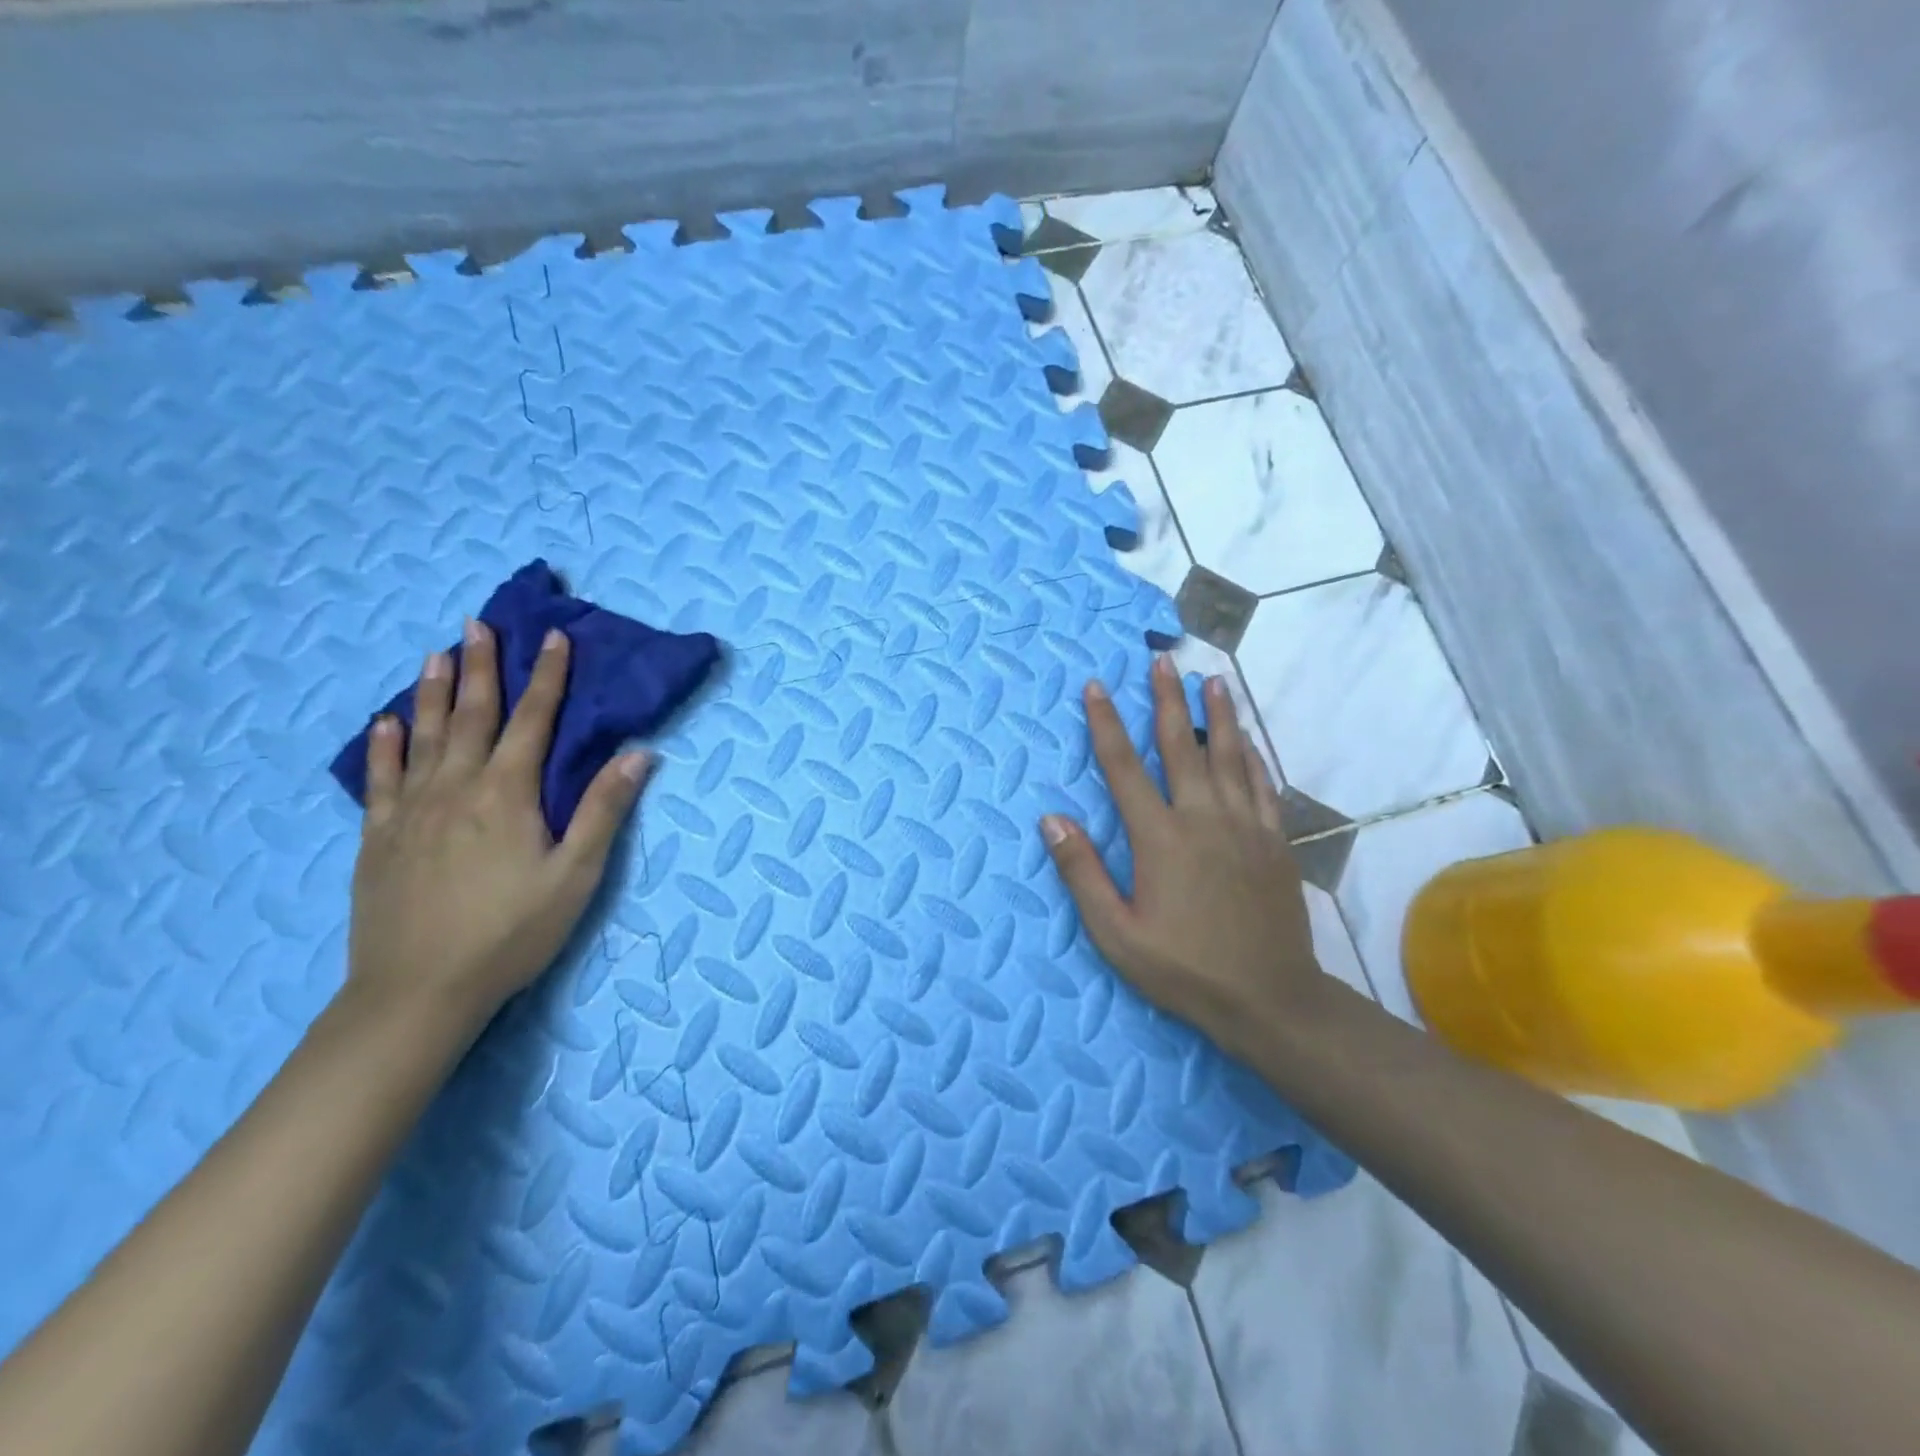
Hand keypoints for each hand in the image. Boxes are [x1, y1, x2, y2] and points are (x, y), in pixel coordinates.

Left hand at [347, 619, 651, 1030]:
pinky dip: (383, 746)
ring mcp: (410, 811)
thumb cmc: (511, 932)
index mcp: (507, 794)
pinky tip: (384, 724)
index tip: (554, 638)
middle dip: (481, 667)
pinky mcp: (378, 838)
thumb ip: (604, 810)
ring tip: (435, 655)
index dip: (547, 677)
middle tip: (477, 624)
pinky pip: (379, 779)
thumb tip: (639, 754)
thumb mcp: (576, 875)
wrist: (419, 992)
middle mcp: (456, 788)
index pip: (533, 721)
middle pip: (472, 716)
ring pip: (423, 737)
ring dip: (431, 693)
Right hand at [1041, 655, 1329, 1056]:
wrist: (1270, 998)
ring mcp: (1245, 826)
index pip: (1124, 767)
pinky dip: (1252, 755)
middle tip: (1161, 660)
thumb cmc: (1184, 969)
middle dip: (1167, 700)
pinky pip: (1261, 784)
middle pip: (1181, 746)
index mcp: (1160, 838)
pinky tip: (1248, 740)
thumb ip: (1081, 873)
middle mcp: (1203, 818)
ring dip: (1219, 714)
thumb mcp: (1116, 933)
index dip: (1106, 724)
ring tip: (1214, 679)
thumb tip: (1051, 819)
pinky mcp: (1274, 841)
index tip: (1096, 687)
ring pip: (1229, 755)